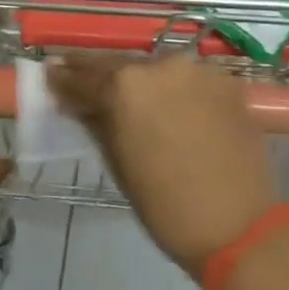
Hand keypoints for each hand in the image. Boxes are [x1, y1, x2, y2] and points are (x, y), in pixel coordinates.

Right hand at [48, 55, 279, 274]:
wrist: (237, 224)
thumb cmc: (165, 205)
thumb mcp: (118, 164)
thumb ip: (96, 123)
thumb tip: (79, 104)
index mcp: (126, 86)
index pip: (84, 76)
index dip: (64, 79)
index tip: (51, 75)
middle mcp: (162, 65)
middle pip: (122, 65)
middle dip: (100, 73)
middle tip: (81, 76)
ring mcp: (199, 70)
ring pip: (159, 69)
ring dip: (142, 79)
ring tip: (130, 95)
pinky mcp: (228, 82)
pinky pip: (191, 80)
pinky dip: (176, 89)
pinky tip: (171, 106)